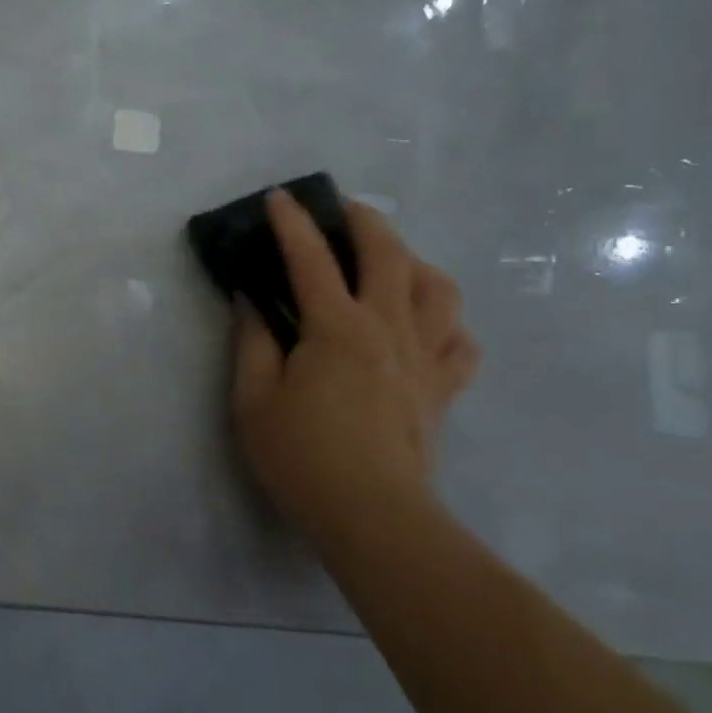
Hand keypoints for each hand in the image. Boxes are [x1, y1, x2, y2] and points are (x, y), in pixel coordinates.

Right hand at [230, 190, 479, 546]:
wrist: (372, 515)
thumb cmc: (301, 457)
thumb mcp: (253, 400)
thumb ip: (251, 342)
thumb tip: (250, 300)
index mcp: (337, 328)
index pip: (311, 260)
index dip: (292, 224)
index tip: (280, 197)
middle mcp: (389, 329)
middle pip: (390, 255)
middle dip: (365, 221)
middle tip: (342, 209)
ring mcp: (425, 357)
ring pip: (438, 289)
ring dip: (414, 262)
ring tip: (392, 262)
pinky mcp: (443, 389)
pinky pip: (461, 341)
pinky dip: (446, 322)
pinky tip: (426, 326)